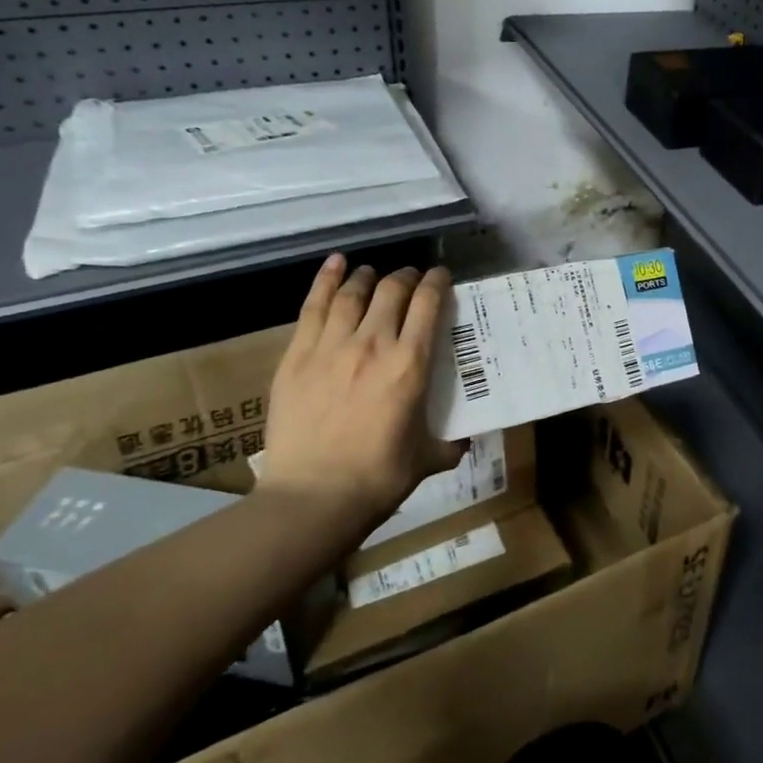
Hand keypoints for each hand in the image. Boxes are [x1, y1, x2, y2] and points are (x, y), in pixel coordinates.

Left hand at [259, 255, 465, 531]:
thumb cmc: (378, 478)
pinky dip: (325, 280)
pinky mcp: (297, 356)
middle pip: (391, 291)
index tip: (441, 276)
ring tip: (372, 273)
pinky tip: (334, 265)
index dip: (437, 283)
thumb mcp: (427, 459)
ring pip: (352, 293)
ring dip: (367, 277)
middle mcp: (373, 344)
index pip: (428, 305)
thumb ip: (450, 444)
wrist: (314, 497)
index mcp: (409, 365)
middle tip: (410, 279)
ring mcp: (331, 347)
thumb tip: (464, 441)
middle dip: (405, 278)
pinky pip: (313, 307)